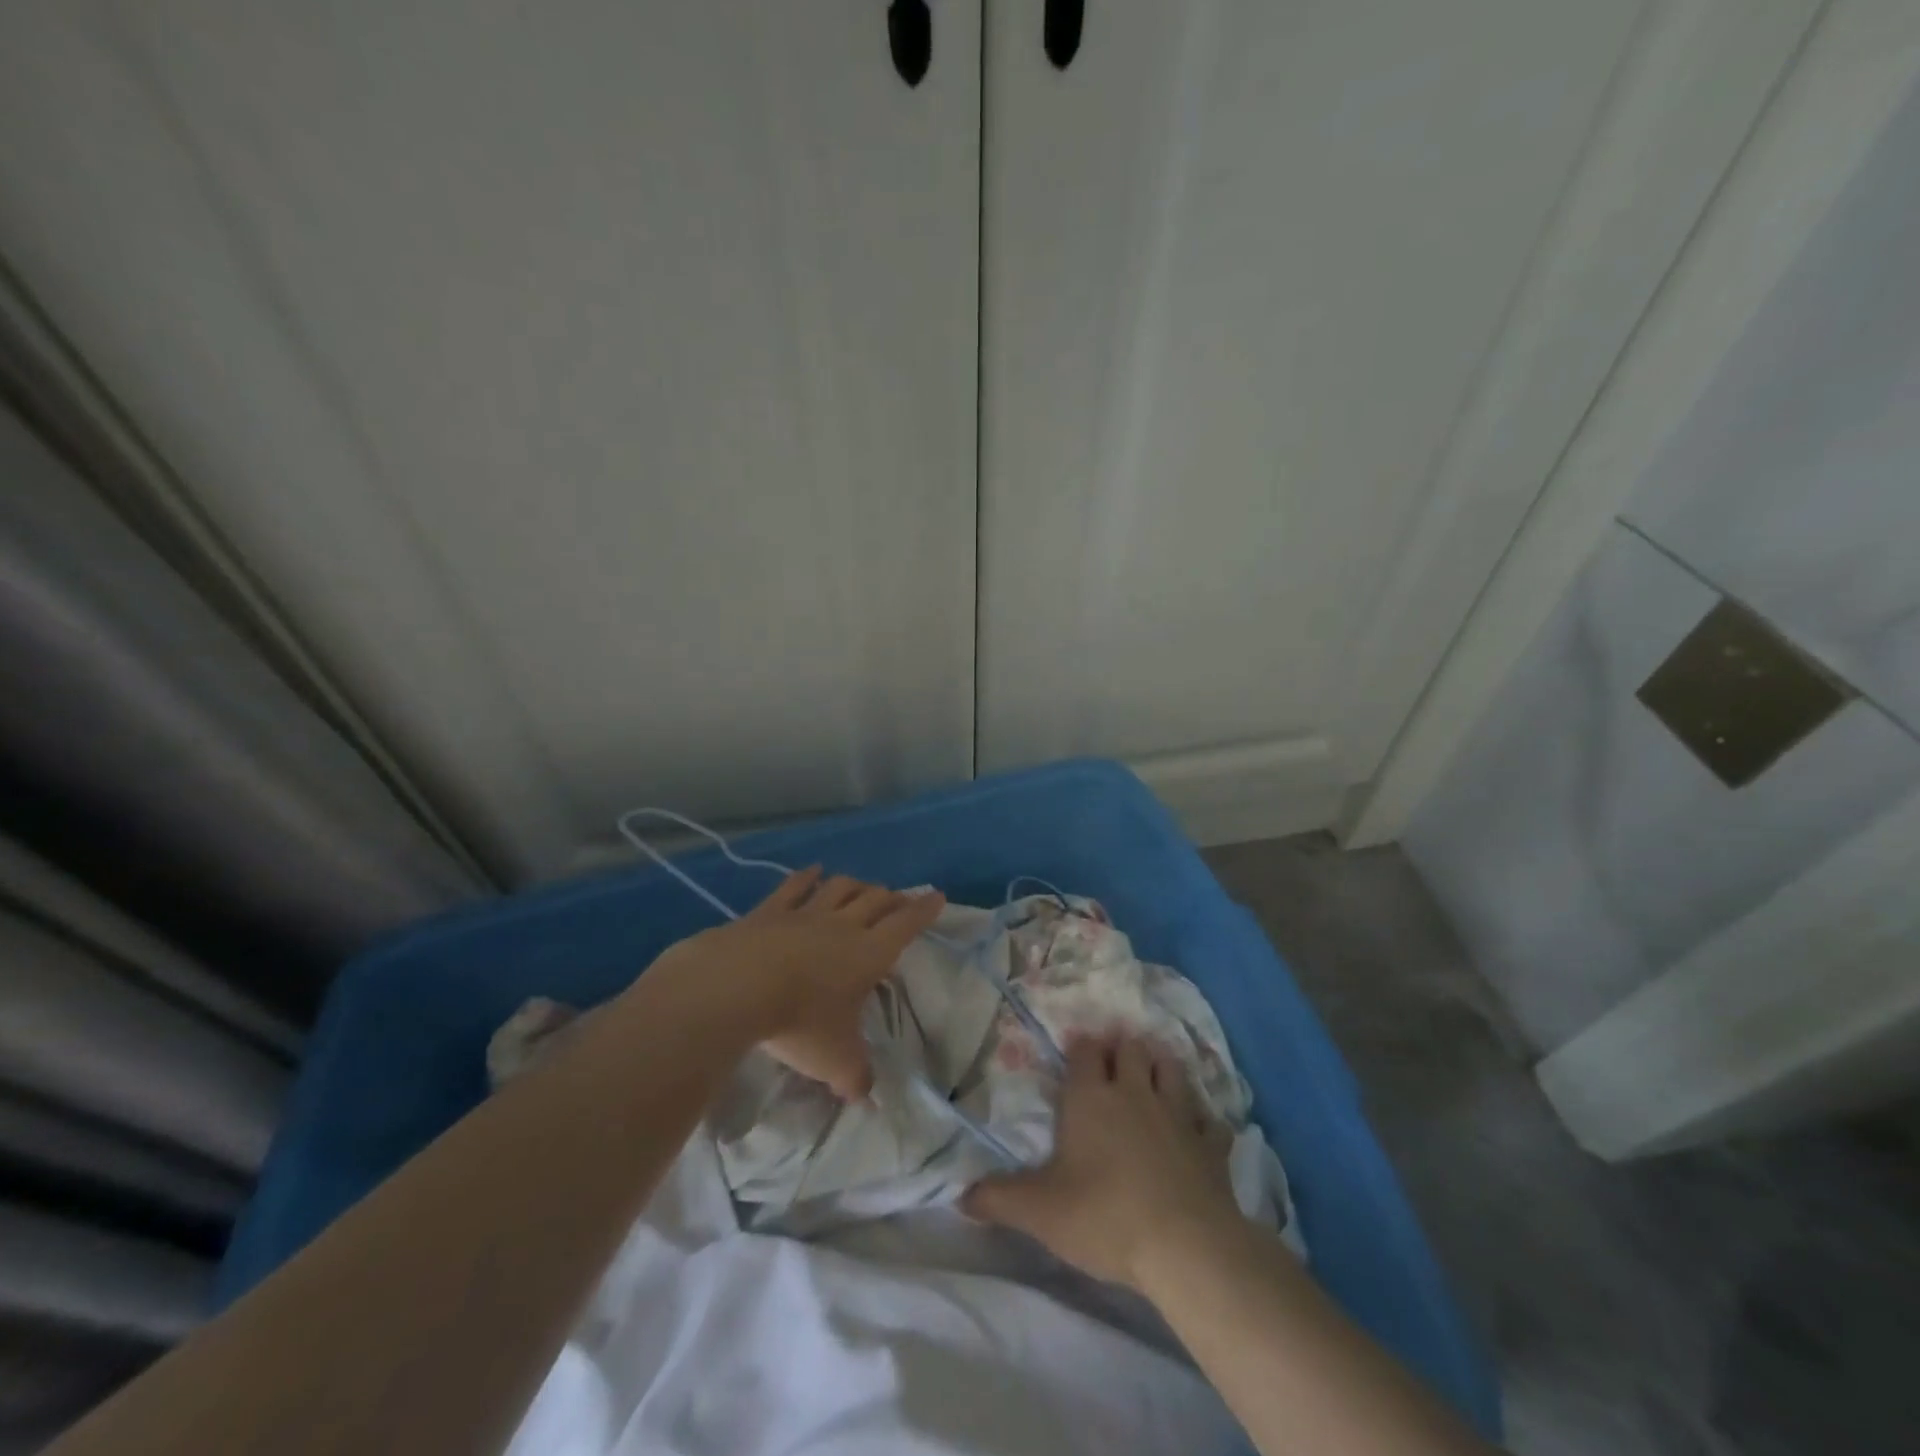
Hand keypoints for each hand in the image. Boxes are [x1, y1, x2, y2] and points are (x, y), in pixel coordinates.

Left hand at [646, 867, 943, 1099]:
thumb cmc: (798, 1021)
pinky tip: (813, 871)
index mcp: (869, 954)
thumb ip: (855, 1077)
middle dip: (893, 898)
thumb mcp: (834, 1060)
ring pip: (840, 889)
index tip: (937, 895)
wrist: (736, 987)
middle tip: (900, 900)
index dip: (924, 911)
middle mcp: (843, 926)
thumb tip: (865, 1097)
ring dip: (857, 885)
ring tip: (864, 886)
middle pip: (876, 901)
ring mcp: (805, 914)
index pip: (905, 925)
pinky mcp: (769, 911)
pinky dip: (808, 877)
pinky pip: (795, 887)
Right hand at [963, 1033, 1240, 1289]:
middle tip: (1115, 1056)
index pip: (1085, 1052)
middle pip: (1130, 1049)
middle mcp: (1134, 1093)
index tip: (1077, 1049)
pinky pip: (1210, 1120)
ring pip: (1171, 1069)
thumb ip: (999, 1199)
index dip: (1081, 1047)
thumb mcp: (1040, 1212)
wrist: (1186, 1246)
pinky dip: (1204, 1119)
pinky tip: (1200, 1128)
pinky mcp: (1210, 1144)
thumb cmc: (1104, 1216)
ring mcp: (1177, 1114)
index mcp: (1091, 1098)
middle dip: (1122, 1047)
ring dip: (1162, 1066)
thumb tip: (959, 1195)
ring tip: (1155, 1070)